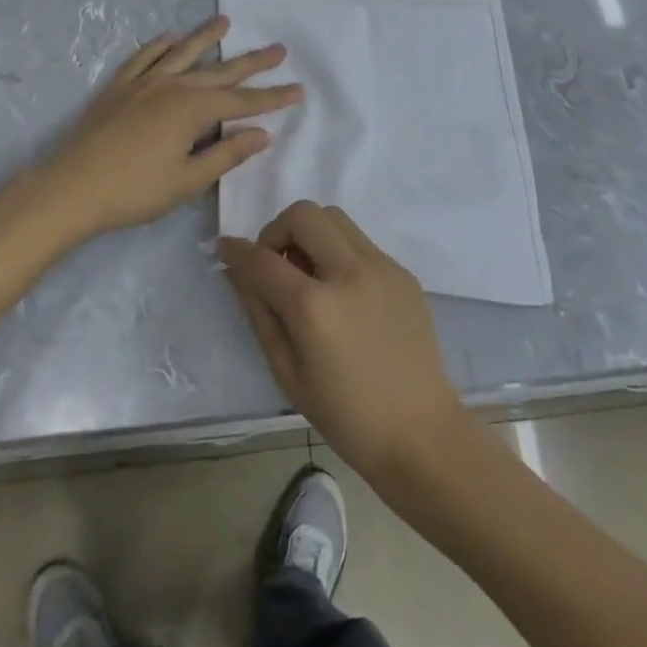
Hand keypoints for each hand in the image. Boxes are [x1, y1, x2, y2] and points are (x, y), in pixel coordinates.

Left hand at [35, 16, 301, 238]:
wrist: (70, 188)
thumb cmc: (134, 191)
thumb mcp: (188, 181)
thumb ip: (226, 155)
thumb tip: (261, 134)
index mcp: (193, 110)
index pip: (243, 102)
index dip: (273, 98)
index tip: (299, 90)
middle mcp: (173, 87)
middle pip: (220, 72)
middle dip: (252, 63)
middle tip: (278, 48)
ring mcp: (143, 83)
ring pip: (182, 54)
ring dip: (206, 38)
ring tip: (225, 21)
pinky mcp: (118, 87)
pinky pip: (143, 58)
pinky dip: (158, 46)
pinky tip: (168, 37)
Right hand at [219, 201, 468, 488]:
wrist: (421, 432)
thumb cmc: (346, 416)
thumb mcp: (288, 374)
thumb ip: (260, 313)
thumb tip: (238, 270)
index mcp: (315, 308)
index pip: (263, 260)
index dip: (237, 250)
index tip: (226, 246)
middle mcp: (349, 273)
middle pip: (303, 214)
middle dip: (278, 230)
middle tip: (276, 263)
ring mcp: (382, 267)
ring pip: (335, 217)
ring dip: (311, 233)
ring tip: (309, 272)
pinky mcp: (403, 272)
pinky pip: (361, 242)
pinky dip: (340, 252)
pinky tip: (343, 292)